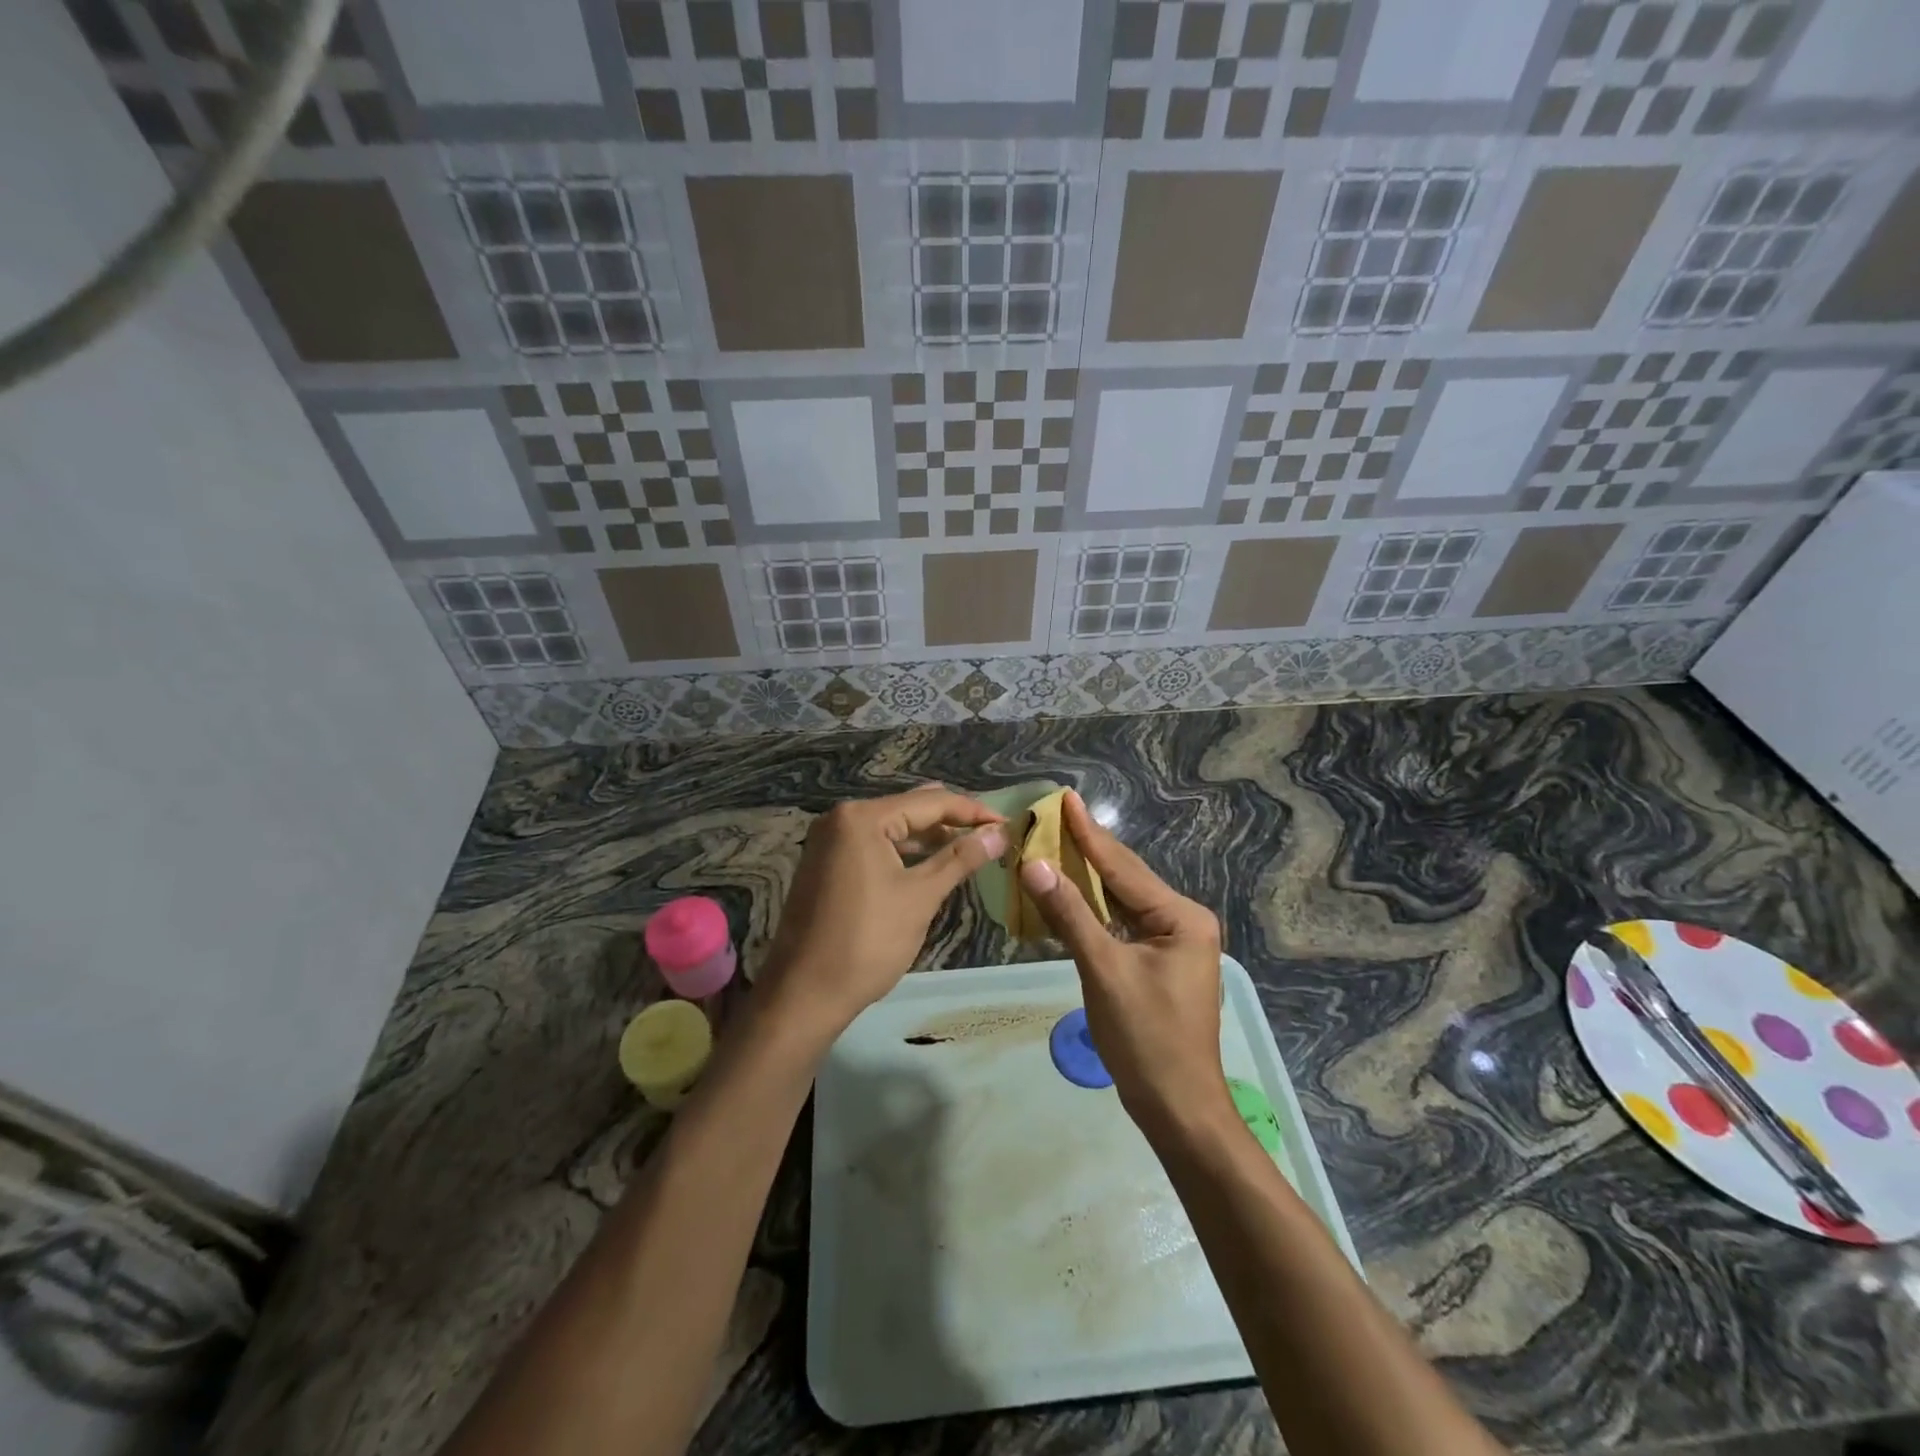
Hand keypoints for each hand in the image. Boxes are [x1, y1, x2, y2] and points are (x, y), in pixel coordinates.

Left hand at [760, 785, 1005, 1040]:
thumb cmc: (868, 941)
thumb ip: (961, 858)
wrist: (804, 993)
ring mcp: (828, 841)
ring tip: (968, 846)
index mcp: (862, 817)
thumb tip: (1000, 833)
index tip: (1007, 824)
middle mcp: (841, 818)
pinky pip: (873, 845)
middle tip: (991, 834)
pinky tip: (928, 863)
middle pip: (908, 809)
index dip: (972, 812)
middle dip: (951, 821)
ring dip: (927, 838)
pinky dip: (902, 852)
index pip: (930, 802)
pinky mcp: (825, 864)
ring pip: (890, 828)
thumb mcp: (921, 896)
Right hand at [1018, 791, 1232, 1139]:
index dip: (1089, 833)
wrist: (1177, 1107)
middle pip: (1125, 878)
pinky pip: (1120, 924)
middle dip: (1088, 848)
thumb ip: (1070, 913)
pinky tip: (1070, 893)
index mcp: (1181, 917)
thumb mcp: (1103, 970)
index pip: (1123, 867)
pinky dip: (1093, 909)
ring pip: (1121, 900)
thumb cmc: (1146, 1038)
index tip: (1065, 799)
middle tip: (1054, 814)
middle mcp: (1182, 921)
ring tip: (1056, 842)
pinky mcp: (1157, 962)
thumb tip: (1034, 864)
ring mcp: (1171, 943)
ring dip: (1088, 877)